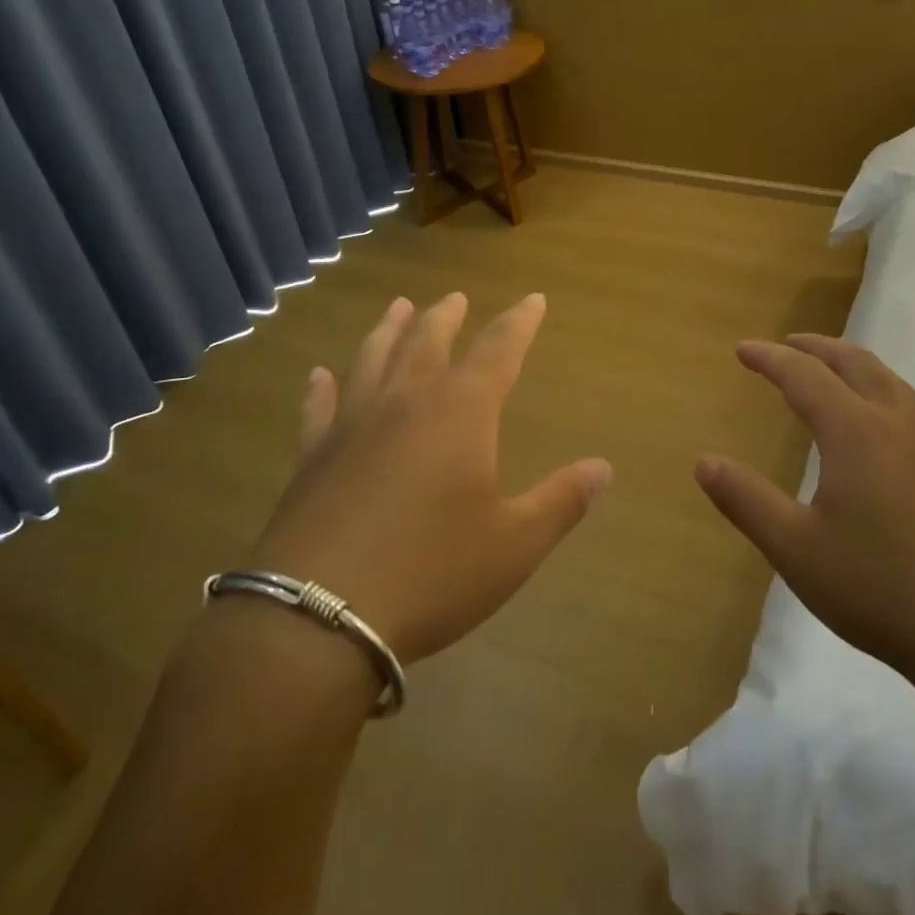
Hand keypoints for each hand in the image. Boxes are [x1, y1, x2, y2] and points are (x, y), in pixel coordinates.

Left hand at [246, 293, 611, 663]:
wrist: (319, 617)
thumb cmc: (432, 574)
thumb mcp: (514, 545)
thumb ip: (562, 501)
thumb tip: (603, 467)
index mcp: (460, 413)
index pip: (498, 349)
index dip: (519, 322)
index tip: (533, 299)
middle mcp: (405, 402)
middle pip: (428, 341)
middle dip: (447, 316)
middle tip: (455, 297)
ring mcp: (352, 425)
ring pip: (372, 358)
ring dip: (388, 329)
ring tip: (398, 307)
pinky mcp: (312, 456)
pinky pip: (318, 407)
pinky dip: (321, 387)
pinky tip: (319, 375)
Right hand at [694, 334, 914, 700]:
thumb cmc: (879, 589)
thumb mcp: (795, 549)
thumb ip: (746, 500)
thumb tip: (704, 462)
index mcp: (856, 433)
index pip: (805, 377)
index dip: (770, 359)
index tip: (742, 350)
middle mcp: (896, 427)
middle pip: (856, 364)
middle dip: (817, 348)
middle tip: (786, 344)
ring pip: (889, 382)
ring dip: (852, 364)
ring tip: (828, 369)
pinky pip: (906, 408)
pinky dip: (876, 390)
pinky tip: (871, 427)